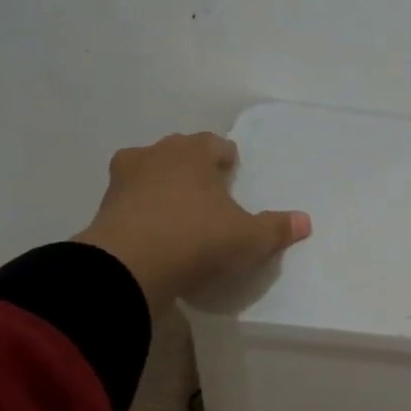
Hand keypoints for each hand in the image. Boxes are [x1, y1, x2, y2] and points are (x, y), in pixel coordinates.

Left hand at [75, 132, 310, 308]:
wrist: (128, 267)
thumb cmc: (196, 239)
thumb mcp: (247, 239)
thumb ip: (275, 228)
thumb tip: (305, 221)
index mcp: (193, 153)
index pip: (214, 144)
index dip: (226, 158)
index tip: (232, 173)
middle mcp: (157, 154)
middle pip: (180, 152)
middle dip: (194, 167)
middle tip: (209, 193)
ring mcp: (124, 178)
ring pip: (150, 171)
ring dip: (163, 185)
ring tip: (178, 211)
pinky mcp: (104, 206)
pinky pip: (129, 199)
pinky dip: (141, 209)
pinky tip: (153, 230)